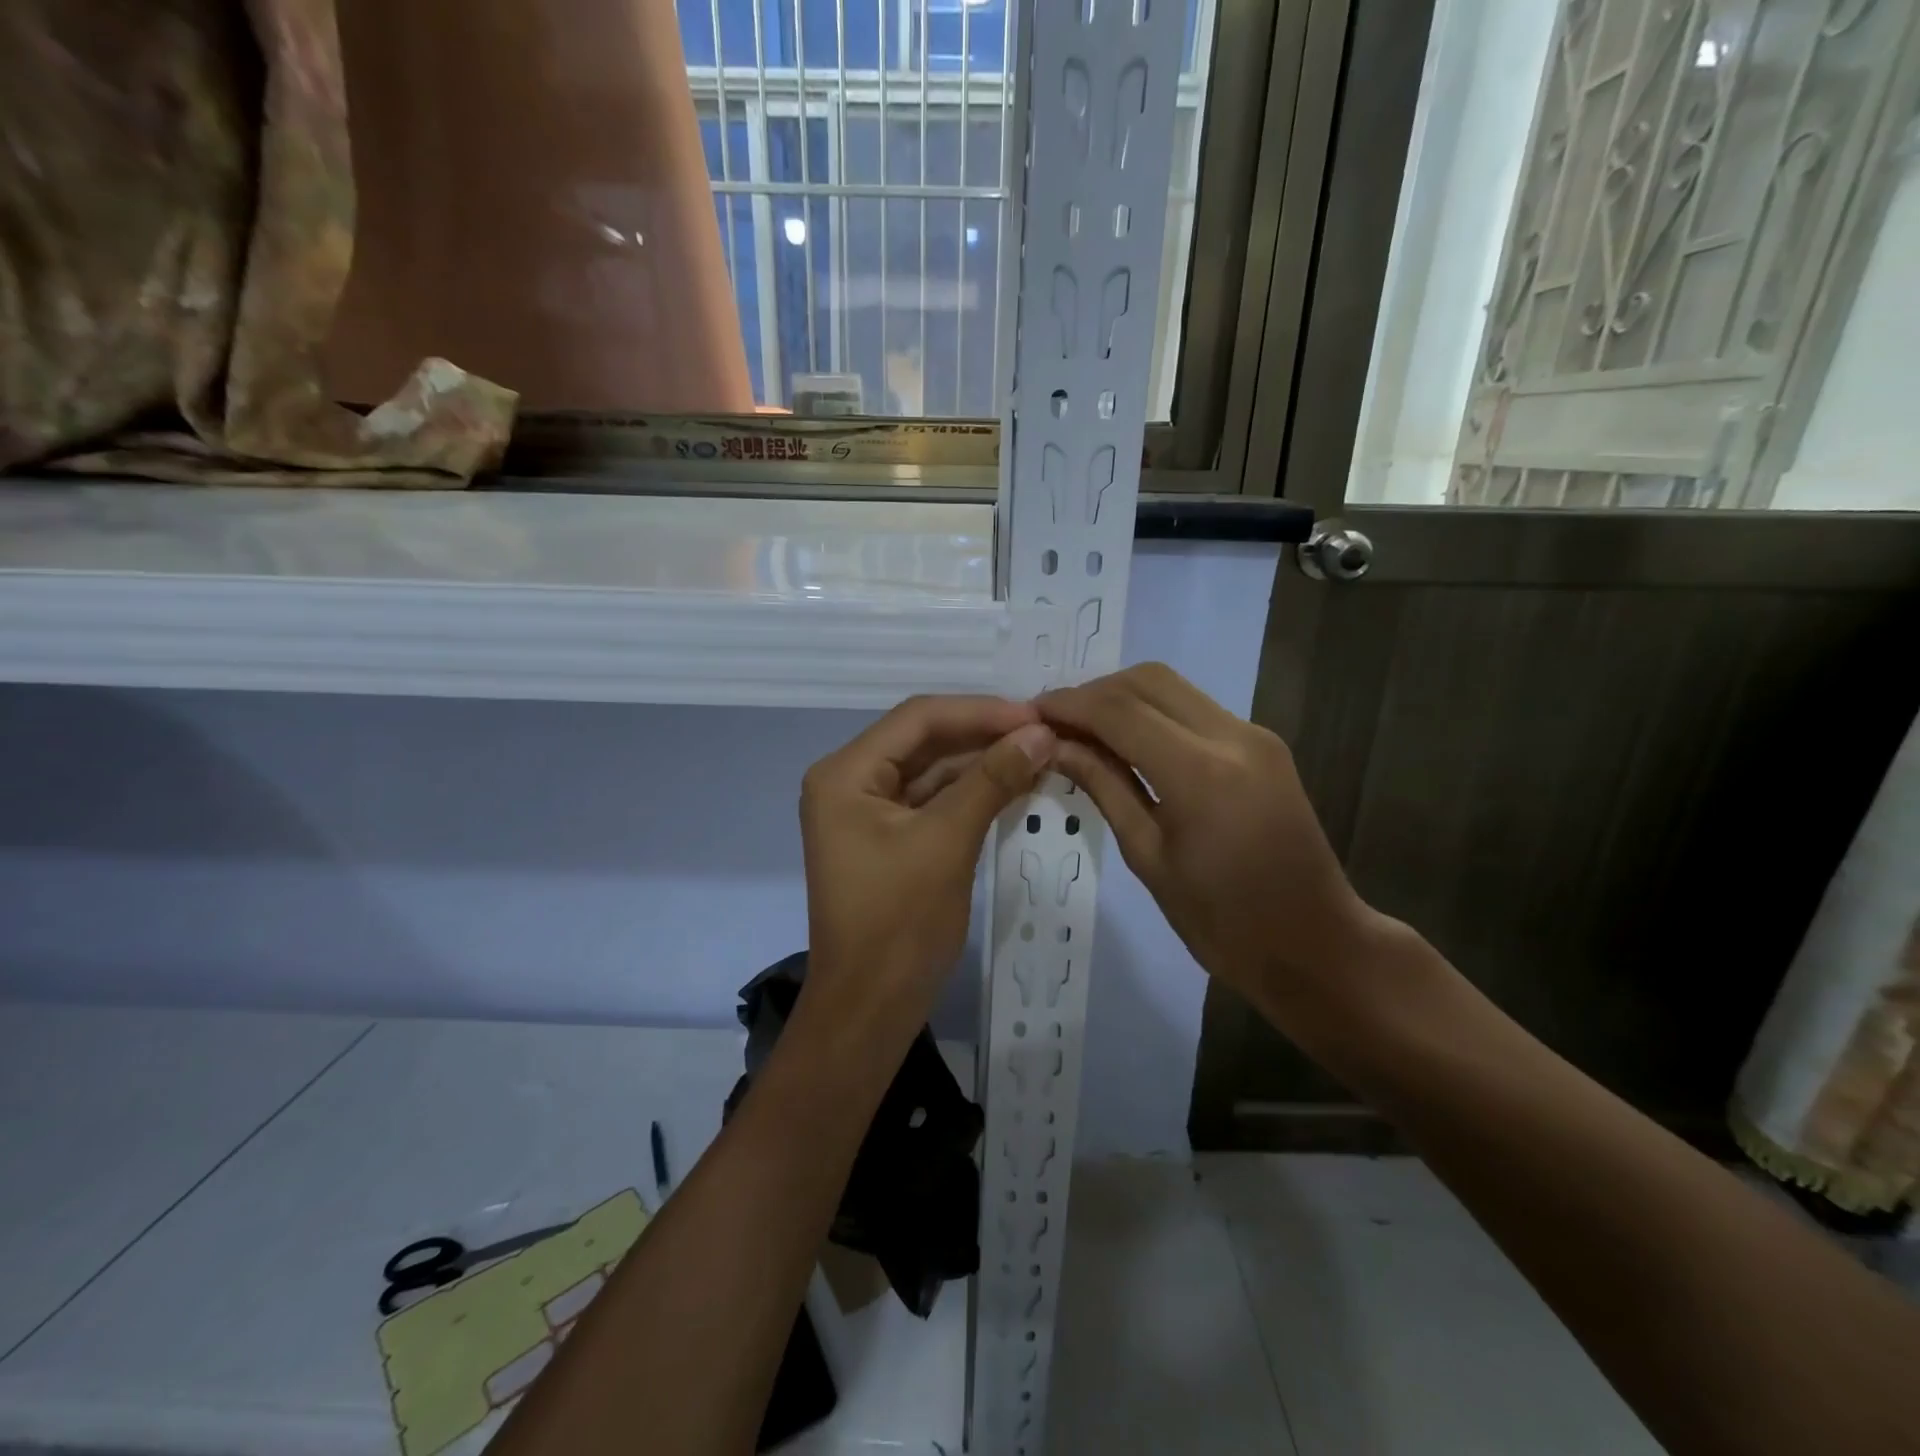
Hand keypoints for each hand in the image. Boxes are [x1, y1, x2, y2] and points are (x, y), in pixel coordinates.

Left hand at [799, 696, 1055, 1036]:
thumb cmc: (899, 922)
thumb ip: (992, 780)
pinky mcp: (888, 838)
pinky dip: (971, 793)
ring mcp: (868, 812)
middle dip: (984, 734)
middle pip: (924, 740)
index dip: (980, 711)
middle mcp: (850, 782)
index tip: (1036, 715)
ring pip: (932, 770)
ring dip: (982, 763)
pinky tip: (1014, 784)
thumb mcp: (948, 842)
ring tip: (1039, 754)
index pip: (918, 719)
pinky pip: (933, 801)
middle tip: (1044, 732)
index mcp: (845, 773)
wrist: (870, 1007)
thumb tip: (1040, 733)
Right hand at [1038, 663, 1381, 1005]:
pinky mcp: (1262, 743)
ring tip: (1083, 730)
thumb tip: (1054, 746)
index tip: (1030, 715)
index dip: (1068, 705)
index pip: (1119, 711)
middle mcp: (1232, 736)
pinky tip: (1126, 740)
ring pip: (1172, 686)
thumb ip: (1103, 787)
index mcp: (1200, 773)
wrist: (1313, 943)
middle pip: (1147, 680)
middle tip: (1054, 723)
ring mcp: (1253, 735)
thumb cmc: (1222, 921)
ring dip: (1122, 697)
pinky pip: (1194, 707)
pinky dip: (1152, 711)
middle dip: (1093, 692)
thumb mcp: (1148, 857)